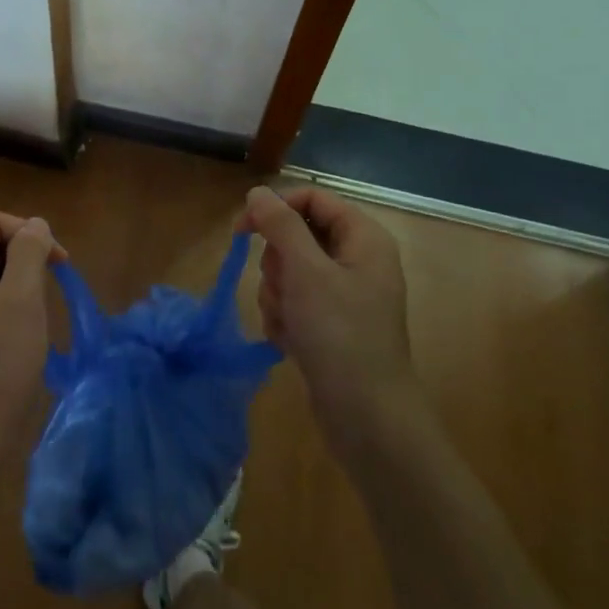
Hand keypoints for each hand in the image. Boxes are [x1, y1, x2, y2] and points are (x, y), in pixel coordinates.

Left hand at [0, 211, 58, 486]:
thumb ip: (29, 253)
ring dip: (17, 283)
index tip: (59, 262)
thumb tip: (35, 224)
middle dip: (23, 257)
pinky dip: (4, 306)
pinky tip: (21, 334)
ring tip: (38, 313)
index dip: (29, 232)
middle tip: (51, 287)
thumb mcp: (23, 299)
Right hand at [243, 185, 418, 450]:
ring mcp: (343, 294)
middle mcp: (355, 260)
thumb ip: (280, 225)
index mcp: (363, 238)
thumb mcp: (306, 272)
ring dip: (277, 296)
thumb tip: (258, 192)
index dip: (275, 207)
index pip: (312, 198)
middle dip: (278, 264)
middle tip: (285, 289)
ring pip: (289, 271)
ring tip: (290, 323)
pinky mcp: (329, 323)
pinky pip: (293, 302)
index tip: (241, 229)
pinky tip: (291, 342)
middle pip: (296, 236)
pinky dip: (284, 319)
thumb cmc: (340, 334)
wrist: (366, 416)